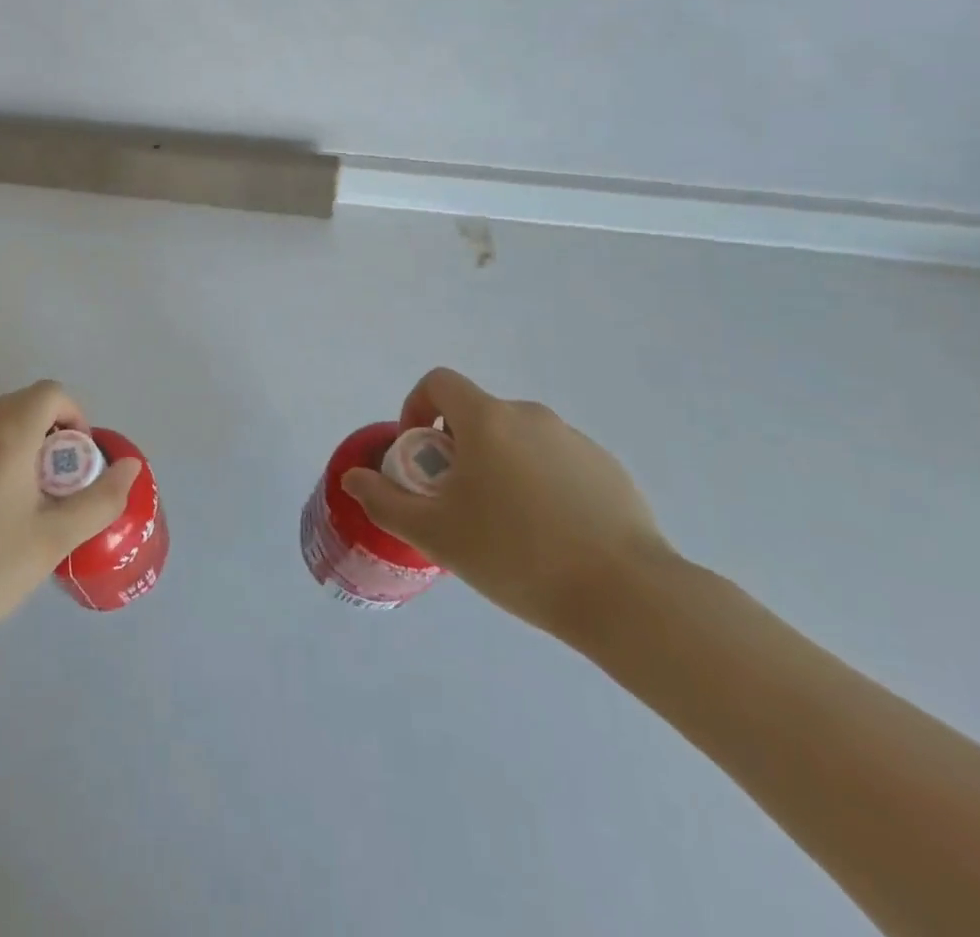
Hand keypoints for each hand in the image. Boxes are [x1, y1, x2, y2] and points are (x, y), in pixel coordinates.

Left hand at [0, 381, 141, 622]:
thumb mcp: (56, 538)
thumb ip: (102, 497)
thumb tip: (130, 466)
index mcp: (4, 436)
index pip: (49, 393)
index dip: (71, 416)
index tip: (71, 461)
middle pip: (16, 405)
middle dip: (41, 432)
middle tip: (45, 484)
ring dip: (6, 443)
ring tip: (7, 498)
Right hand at [341, 367, 675, 639]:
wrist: (626, 597)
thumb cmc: (516, 555)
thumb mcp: (435, 534)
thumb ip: (385, 501)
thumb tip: (353, 478)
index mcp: (488, 419)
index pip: (439, 382)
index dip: (417, 407)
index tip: (420, 454)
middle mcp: (531, 416)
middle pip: (477, 415)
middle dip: (456, 449)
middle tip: (457, 502)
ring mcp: (575, 440)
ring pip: (517, 440)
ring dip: (498, 466)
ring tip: (505, 527)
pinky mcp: (608, 468)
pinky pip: (555, 462)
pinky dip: (538, 482)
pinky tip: (550, 536)